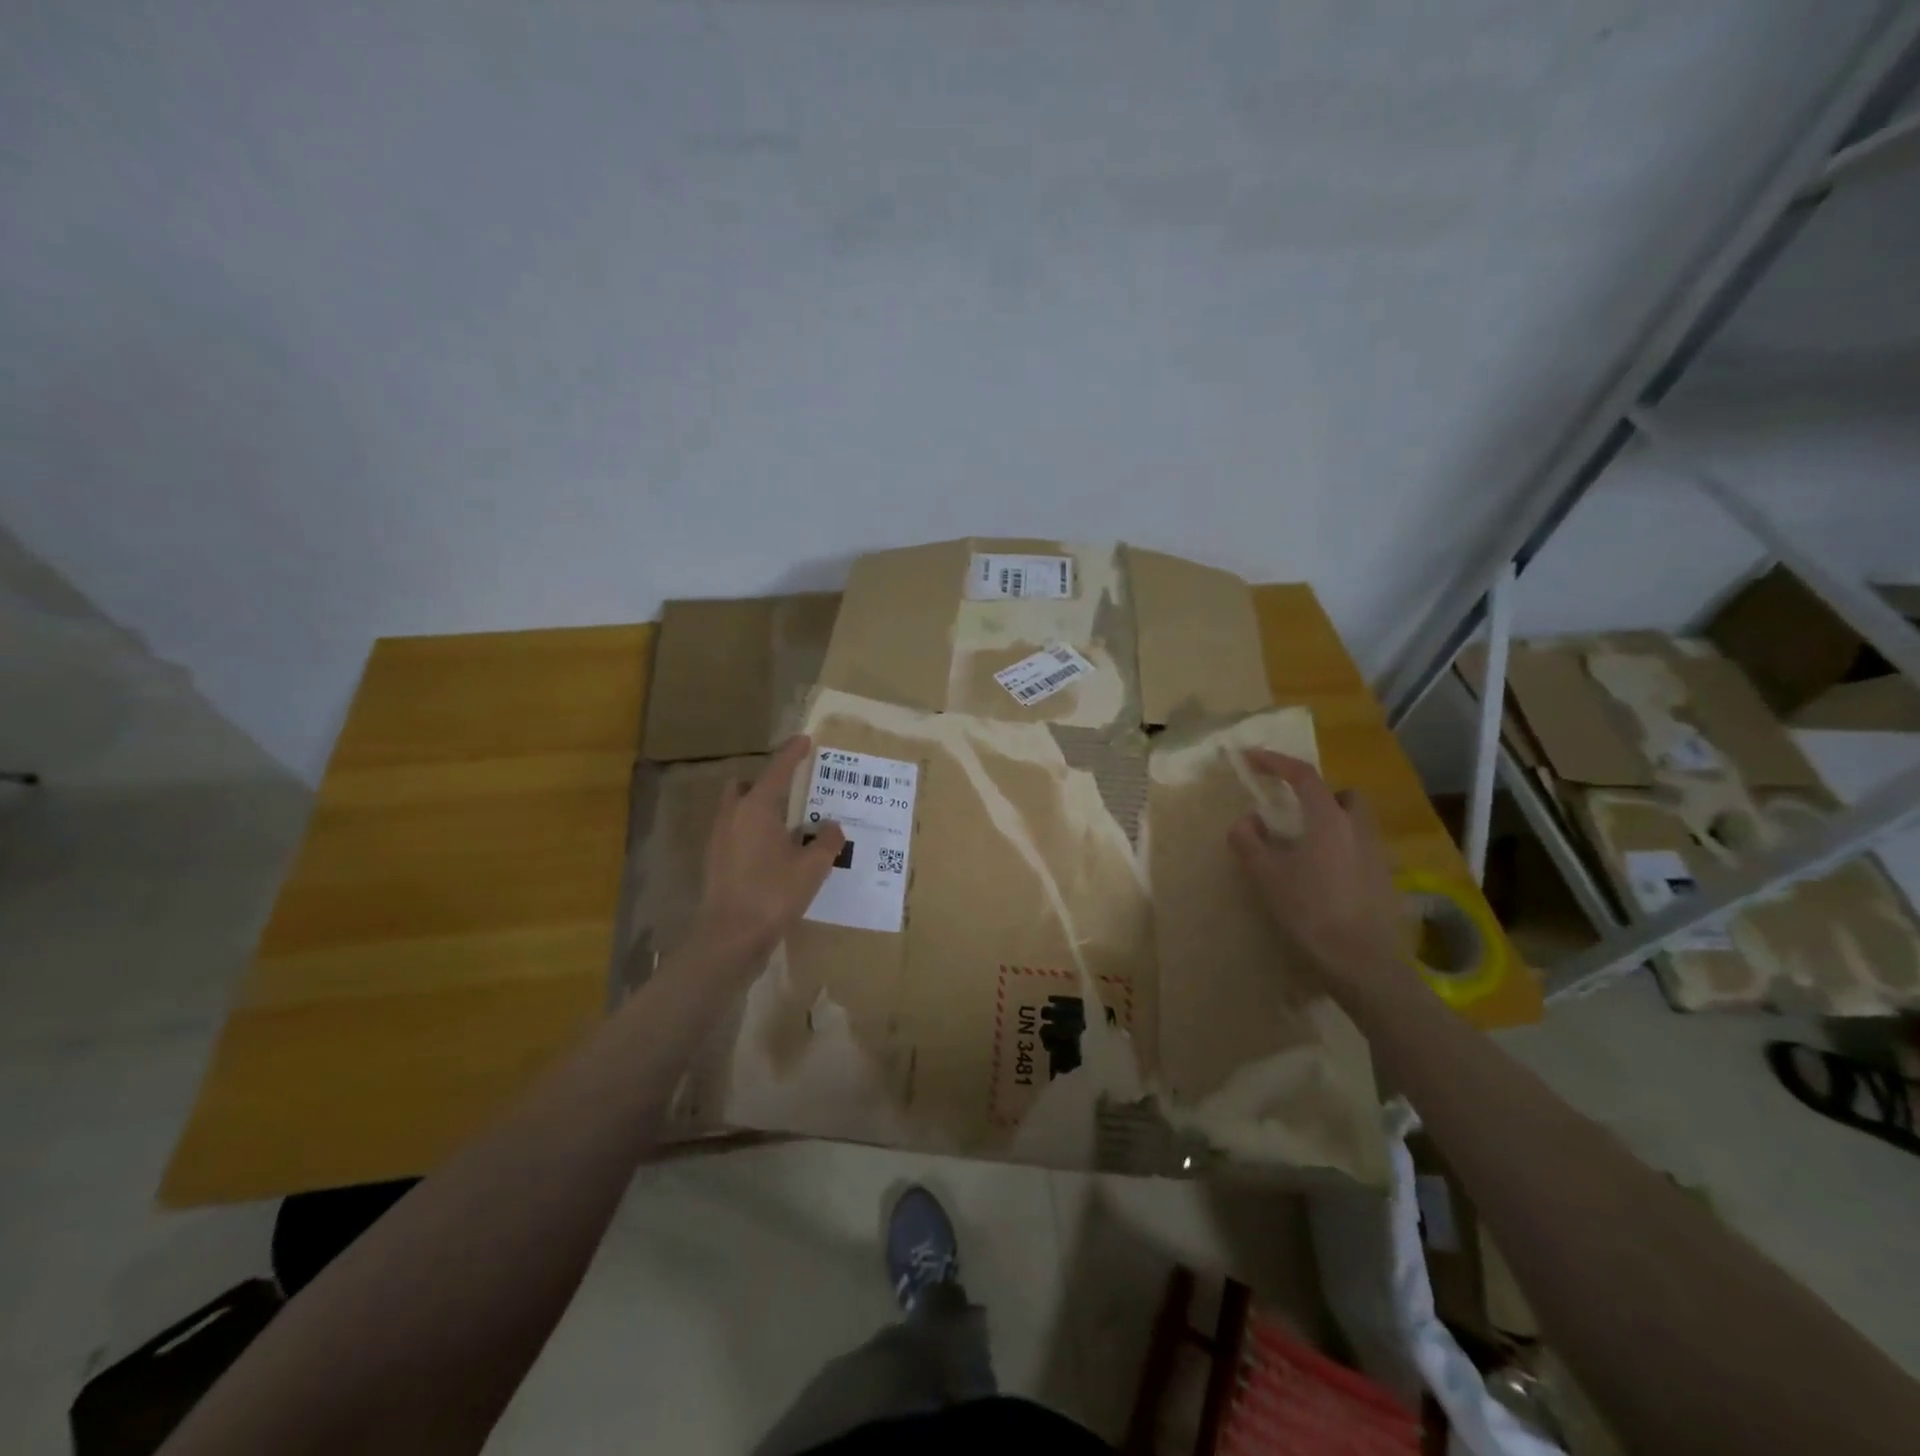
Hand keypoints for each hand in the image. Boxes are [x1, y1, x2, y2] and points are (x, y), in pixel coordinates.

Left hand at [691, 736, 844, 963]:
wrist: (729, 939)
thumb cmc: (773, 895)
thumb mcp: (812, 868)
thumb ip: (826, 841)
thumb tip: (831, 826)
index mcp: (756, 808)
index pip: (777, 770)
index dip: (792, 753)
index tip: (804, 740)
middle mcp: (732, 817)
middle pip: (746, 786)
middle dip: (766, 783)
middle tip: (792, 793)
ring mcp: (719, 840)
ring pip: (737, 810)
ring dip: (758, 809)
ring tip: (786, 825)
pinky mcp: (715, 863)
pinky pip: (735, 833)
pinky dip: (752, 833)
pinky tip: (772, 853)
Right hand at [1227, 751, 1408, 991]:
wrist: (1362, 964)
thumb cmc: (1310, 912)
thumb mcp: (1266, 876)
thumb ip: (1250, 842)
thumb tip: (1246, 821)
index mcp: (1328, 820)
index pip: (1302, 776)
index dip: (1275, 762)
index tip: (1251, 758)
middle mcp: (1358, 829)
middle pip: (1342, 795)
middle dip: (1318, 795)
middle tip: (1292, 811)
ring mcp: (1378, 856)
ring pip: (1355, 824)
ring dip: (1331, 824)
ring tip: (1304, 849)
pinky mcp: (1386, 882)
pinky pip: (1361, 851)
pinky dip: (1341, 852)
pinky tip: (1323, 879)